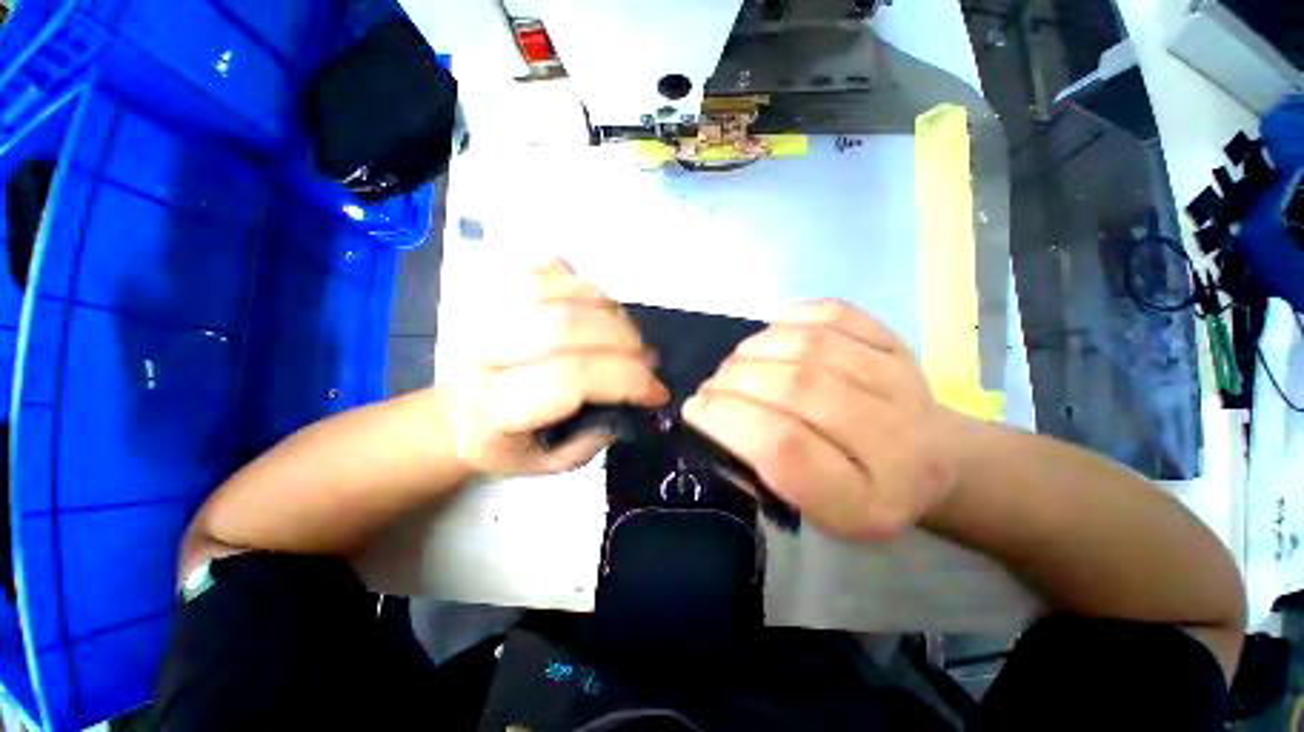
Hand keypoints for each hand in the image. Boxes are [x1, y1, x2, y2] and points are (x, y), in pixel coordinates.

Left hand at [450, 259, 669, 476]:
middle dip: (625, 343)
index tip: (657, 393)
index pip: (571, 378)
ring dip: (611, 313)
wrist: (458, 413)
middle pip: (568, 326)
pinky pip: (550, 270)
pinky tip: (596, 311)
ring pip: (563, 291)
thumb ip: (594, 437)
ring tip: (625, 338)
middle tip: (646, 362)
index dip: (626, 379)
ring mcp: (484, 310)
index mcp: (494, 408)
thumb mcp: (551, 463)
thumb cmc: (507, 443)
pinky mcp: (493, 289)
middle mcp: (481, 351)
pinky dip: (584, 287)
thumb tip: (633, 396)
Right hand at [682, 300, 970, 540]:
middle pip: (797, 389)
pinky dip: (789, 319)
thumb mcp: (809, 510)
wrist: (930, 462)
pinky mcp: (897, 345)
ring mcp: (901, 383)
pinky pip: (833, 315)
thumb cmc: (857, 494)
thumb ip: (761, 469)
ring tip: (736, 365)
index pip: (785, 451)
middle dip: (735, 381)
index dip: (728, 422)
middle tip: (713, 387)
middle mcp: (896, 441)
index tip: (695, 410)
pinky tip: (772, 336)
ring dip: (754, 350)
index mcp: (866, 501)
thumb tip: (713, 414)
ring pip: (810, 346)